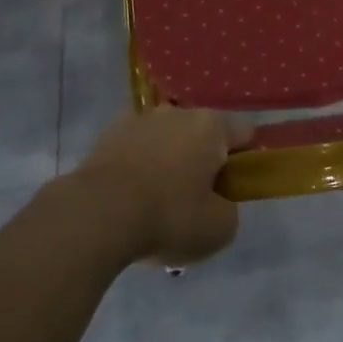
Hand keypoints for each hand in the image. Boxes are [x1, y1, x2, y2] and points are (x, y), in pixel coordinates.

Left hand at [67, 106, 249, 266]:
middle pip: (201, 134)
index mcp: (211, 126)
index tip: (233, 188)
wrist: (97, 214)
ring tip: (155, 202)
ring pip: (165, 139)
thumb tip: (219, 204)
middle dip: (202, 160)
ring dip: (167, 161)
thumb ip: (229, 211)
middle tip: (195, 200)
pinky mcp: (107, 134)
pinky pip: (134, 148)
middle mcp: (177, 112)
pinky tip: (129, 198)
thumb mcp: (219, 229)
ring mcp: (139, 119)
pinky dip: (136, 165)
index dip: (245, 160)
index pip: (244, 133)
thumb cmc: (168, 216)